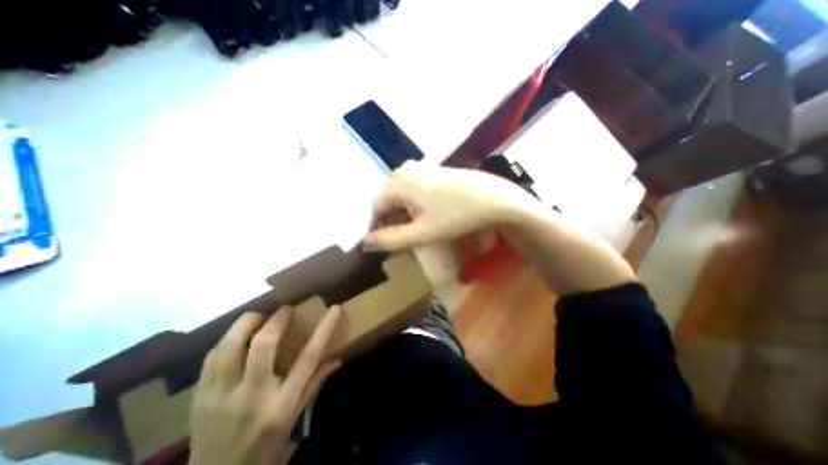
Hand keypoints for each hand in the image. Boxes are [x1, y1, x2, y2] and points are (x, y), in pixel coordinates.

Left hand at [190, 305, 340, 464]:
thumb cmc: (265, 446)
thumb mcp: (295, 416)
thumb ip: (315, 383)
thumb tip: (338, 359)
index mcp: (281, 403)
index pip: (308, 357)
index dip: (324, 329)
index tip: (334, 308)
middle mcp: (252, 396)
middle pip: (263, 345)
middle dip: (276, 320)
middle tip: (284, 310)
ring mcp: (220, 397)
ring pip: (230, 346)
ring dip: (246, 324)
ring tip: (258, 318)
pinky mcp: (198, 398)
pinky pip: (211, 358)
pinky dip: (226, 341)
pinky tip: (236, 339)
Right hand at [364, 162, 529, 251]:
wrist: (493, 198)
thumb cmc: (455, 217)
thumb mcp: (421, 233)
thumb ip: (390, 239)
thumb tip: (365, 243)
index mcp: (397, 182)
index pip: (376, 208)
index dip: (377, 228)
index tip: (382, 244)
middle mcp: (404, 170)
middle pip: (389, 200)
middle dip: (391, 221)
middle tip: (400, 240)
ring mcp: (420, 168)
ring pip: (401, 195)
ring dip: (403, 214)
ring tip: (413, 231)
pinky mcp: (433, 171)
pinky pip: (414, 189)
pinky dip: (414, 205)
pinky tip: (425, 216)